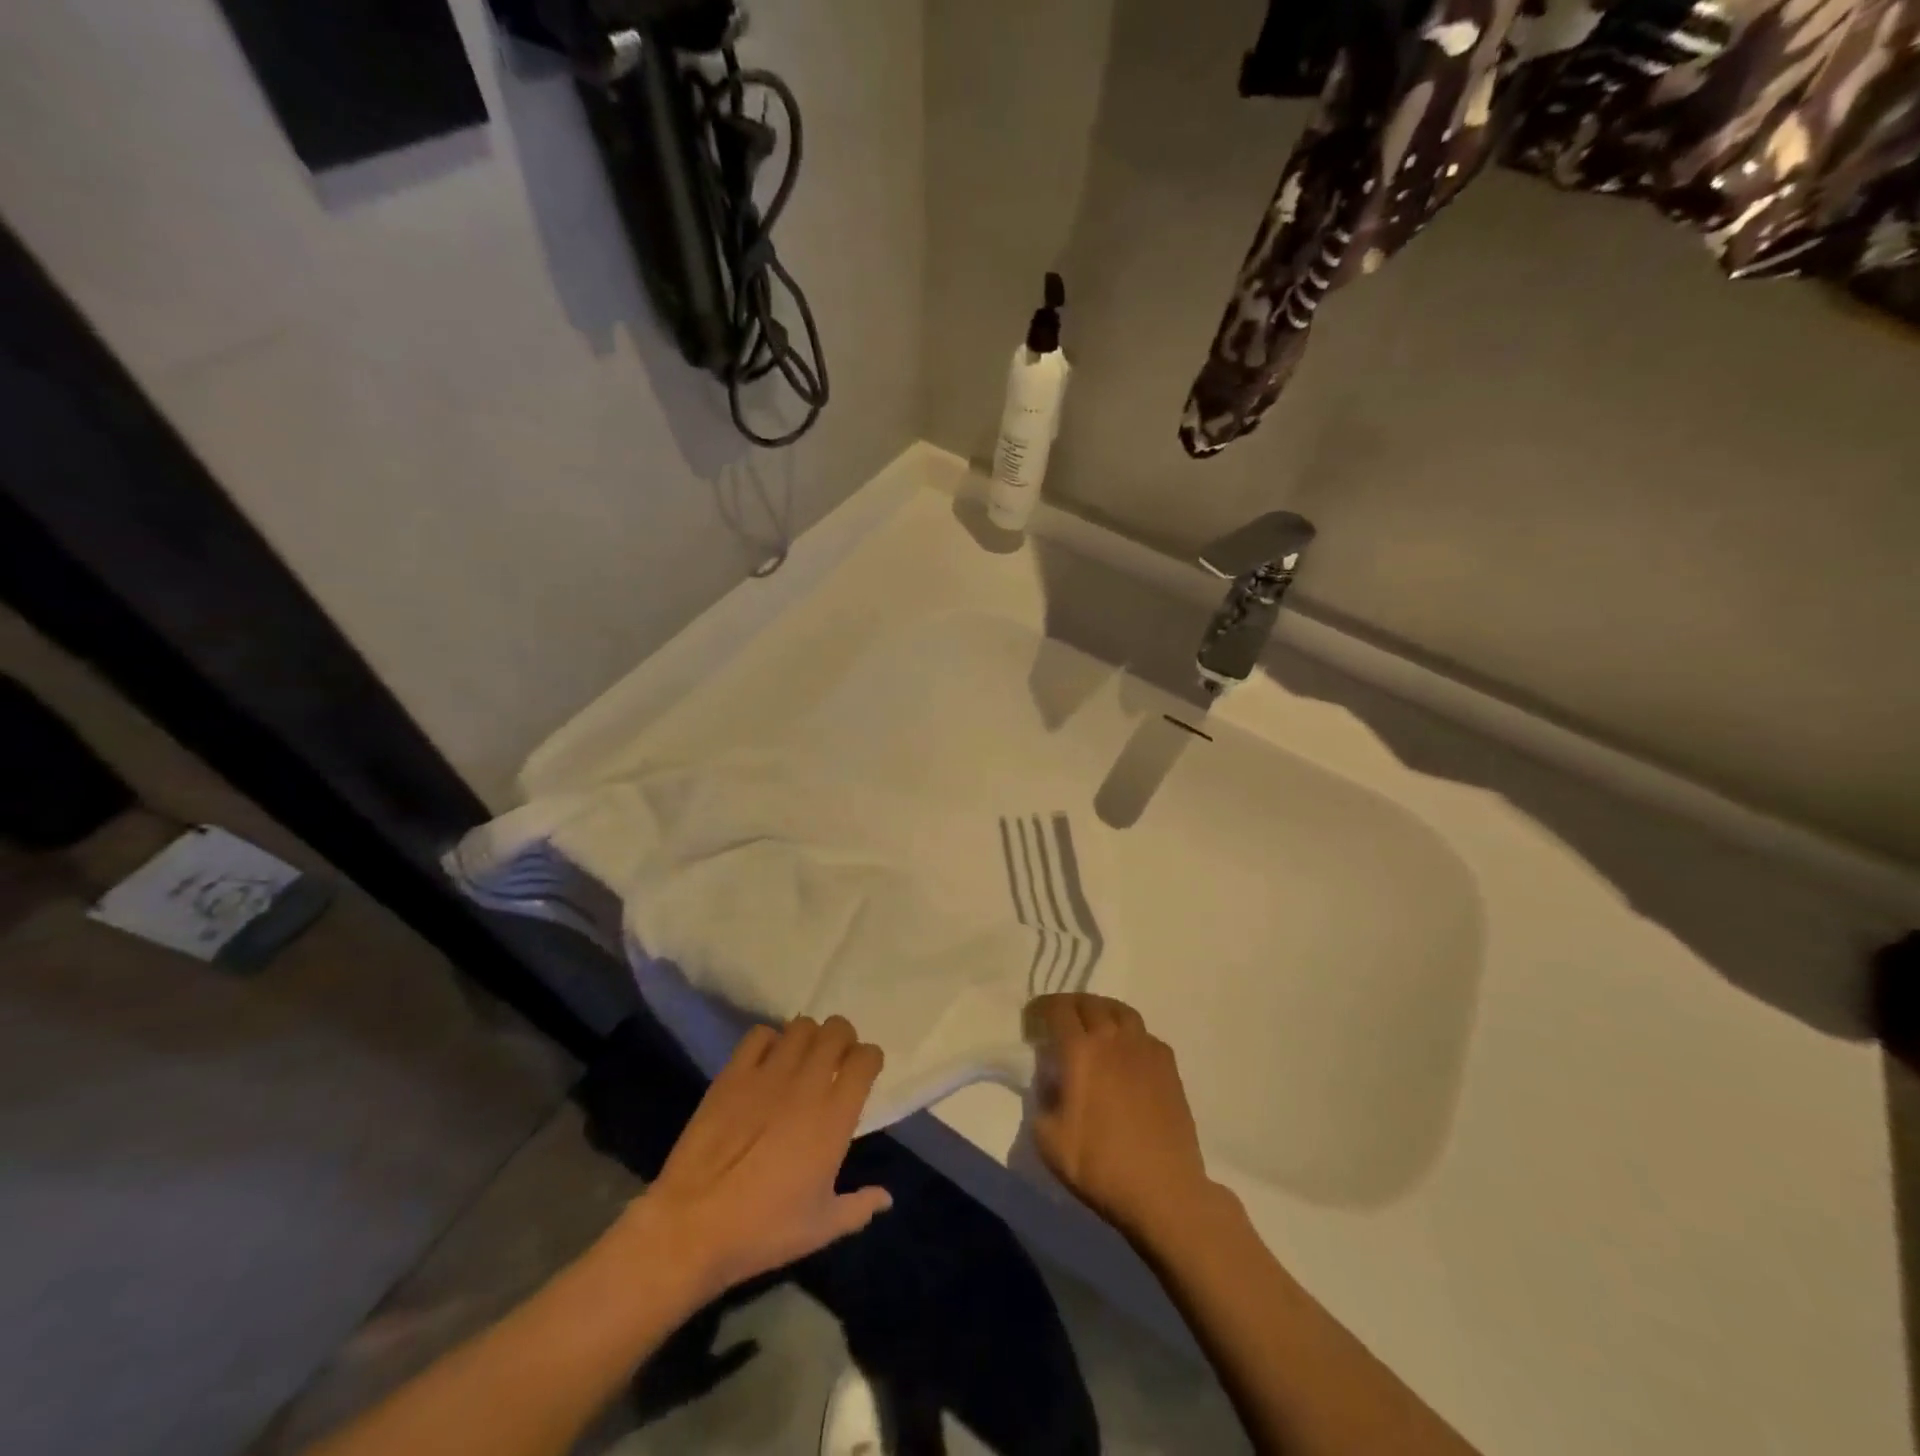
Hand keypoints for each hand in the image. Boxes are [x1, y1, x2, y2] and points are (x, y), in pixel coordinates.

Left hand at [627, 1016, 892, 1303]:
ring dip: (809, 1037)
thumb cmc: (764, 1230)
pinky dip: (769, 1041)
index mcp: (835, 1115)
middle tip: (836, 1060)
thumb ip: (859, 1207)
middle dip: (843, 1039)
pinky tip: (766, 1063)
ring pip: (801, 1026)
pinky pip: (759, 1035)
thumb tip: (886, 1197)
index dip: (870, 1060)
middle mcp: (807, 1083)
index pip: (866, 1059)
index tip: (864, 1073)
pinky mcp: (733, 1074)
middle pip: (837, 1030)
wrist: (693, 1227)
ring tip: (802, 1058)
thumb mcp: (821, 1227)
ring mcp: (768, 1074)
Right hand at [1025, 994, 1216, 1239]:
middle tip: (1060, 1022)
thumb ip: (1042, 1100)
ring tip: (1094, 1027)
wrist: (1162, 1190)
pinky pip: (1145, 1034)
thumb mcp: (1048, 1139)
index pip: (1057, 1009)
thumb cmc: (1099, 1165)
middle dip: (1070, 1006)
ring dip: (1102, 1011)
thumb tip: (1050, 1083)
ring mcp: (1145, 1049)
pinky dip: (1130, 1034)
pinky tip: (1126, 1053)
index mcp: (1080, 1050)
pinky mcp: (1169, 1066)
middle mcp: (1112, 1038)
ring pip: (1121, 1011)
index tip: (1032, 1021)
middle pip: (1089, 1003)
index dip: (1041, 1009)